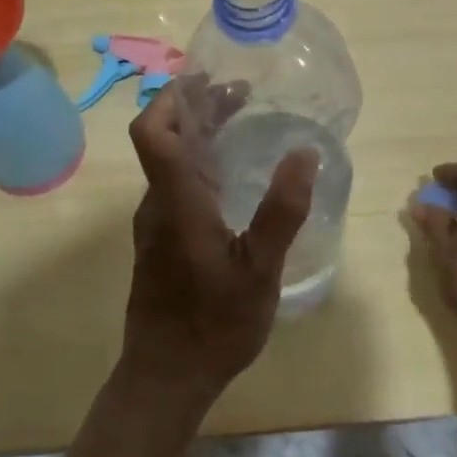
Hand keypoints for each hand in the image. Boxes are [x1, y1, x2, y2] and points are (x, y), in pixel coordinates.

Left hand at [119, 75, 318, 410]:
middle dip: (196, 108)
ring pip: (170, 163)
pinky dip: (200, 164)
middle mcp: (158, 204)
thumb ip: (281, 211)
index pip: (153, 132)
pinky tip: (233, 177)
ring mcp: (156, 224)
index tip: (208, 79)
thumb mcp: (260, 269)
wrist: (166, 377)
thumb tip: (303, 153)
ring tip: (242, 123)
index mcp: (176, 201)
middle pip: (164, 139)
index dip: (172, 97)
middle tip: (241, 94)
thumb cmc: (213, 324)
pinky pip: (176, 186)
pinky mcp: (162, 242)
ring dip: (199, 135)